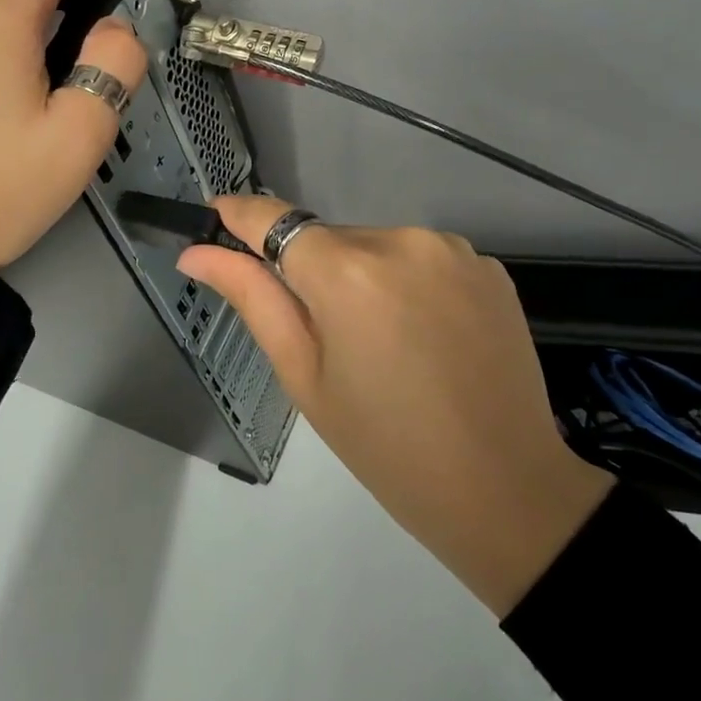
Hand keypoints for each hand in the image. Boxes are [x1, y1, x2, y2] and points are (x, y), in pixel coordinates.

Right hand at [179, 197, 614, 616]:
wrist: (504, 488)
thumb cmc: (386, 445)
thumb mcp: (305, 376)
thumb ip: (252, 299)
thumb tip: (196, 254)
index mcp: (348, 271)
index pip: (276, 219)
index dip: (241, 215)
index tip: (215, 213)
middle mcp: (402, 240)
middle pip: (330, 239)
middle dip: (314, 272)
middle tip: (328, 338)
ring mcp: (453, 249)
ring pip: (378, 247)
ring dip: (365, 277)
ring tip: (385, 345)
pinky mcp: (488, 266)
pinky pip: (423, 260)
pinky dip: (409, 285)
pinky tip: (427, 337)